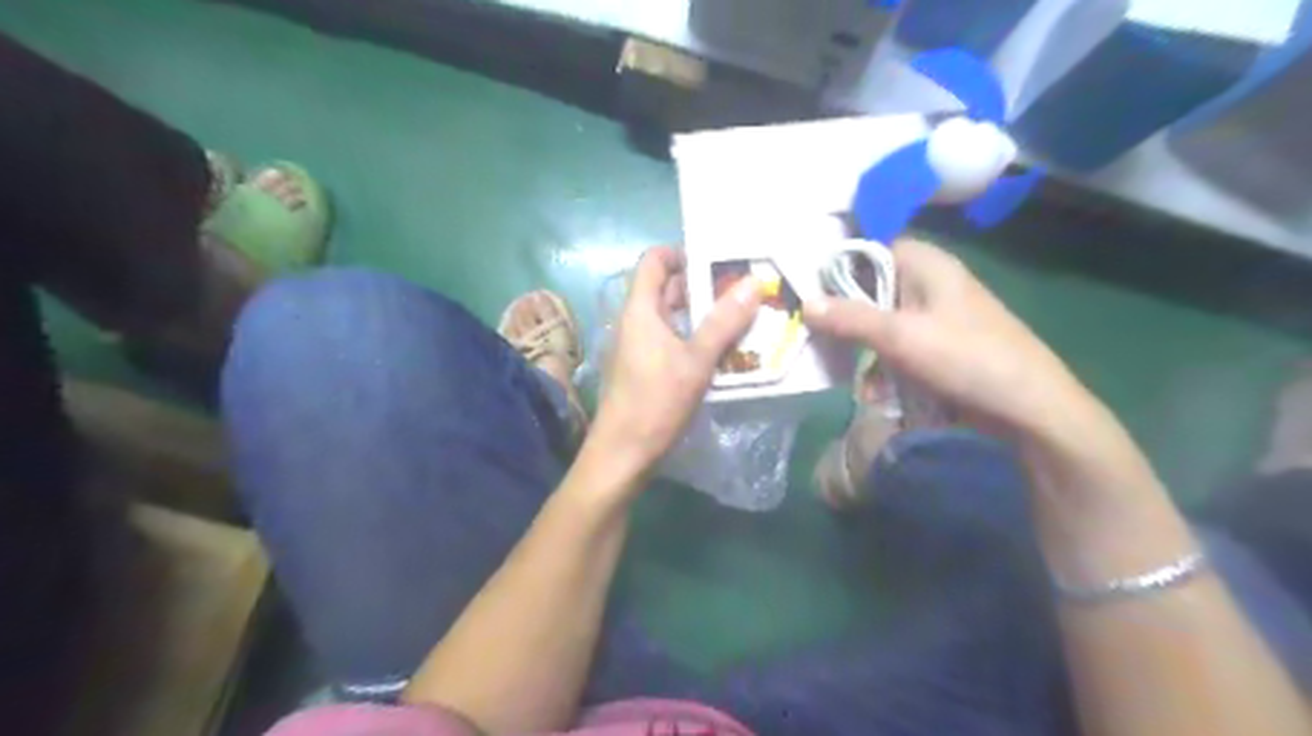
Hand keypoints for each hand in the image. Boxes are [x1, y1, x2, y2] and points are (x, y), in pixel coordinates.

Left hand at [589, 247, 766, 473]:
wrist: (623, 454)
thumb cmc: (656, 402)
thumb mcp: (696, 360)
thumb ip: (724, 321)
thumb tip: (753, 281)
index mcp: (640, 309)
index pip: (654, 260)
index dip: (683, 253)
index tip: (719, 261)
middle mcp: (635, 321)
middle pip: (667, 288)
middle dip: (704, 286)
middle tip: (743, 289)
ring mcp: (639, 346)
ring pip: (673, 317)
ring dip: (704, 315)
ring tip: (742, 316)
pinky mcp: (645, 368)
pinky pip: (672, 340)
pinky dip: (695, 338)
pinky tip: (724, 350)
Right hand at [806, 239, 1092, 439]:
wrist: (1029, 407)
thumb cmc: (966, 358)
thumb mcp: (900, 337)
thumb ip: (850, 318)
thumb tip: (805, 303)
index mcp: (927, 264)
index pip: (872, 248)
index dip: (839, 265)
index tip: (809, 289)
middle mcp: (931, 283)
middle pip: (873, 286)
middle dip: (846, 313)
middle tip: (817, 333)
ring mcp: (937, 316)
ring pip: (883, 319)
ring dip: (862, 344)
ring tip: (843, 367)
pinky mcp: (940, 345)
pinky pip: (899, 344)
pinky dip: (883, 362)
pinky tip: (873, 388)